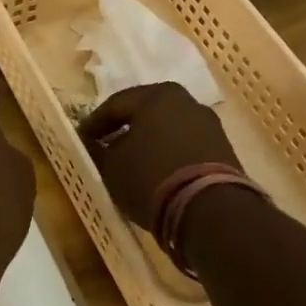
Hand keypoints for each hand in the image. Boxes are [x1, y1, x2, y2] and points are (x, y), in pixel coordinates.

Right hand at [80, 83, 239, 228]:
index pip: (115, 104)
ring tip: (131, 164)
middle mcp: (186, 101)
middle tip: (105, 147)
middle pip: (145, 113)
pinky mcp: (224, 150)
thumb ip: (99, 150)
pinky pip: (185, 146)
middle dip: (124, 130)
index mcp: (157, 95)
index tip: (82, 140)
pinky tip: (157, 174)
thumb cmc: (151, 176)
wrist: (211, 210)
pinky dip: (168, 155)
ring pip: (167, 129)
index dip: (94, 123)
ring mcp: (209, 125)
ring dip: (148, 143)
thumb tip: (94, 144)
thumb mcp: (112, 166)